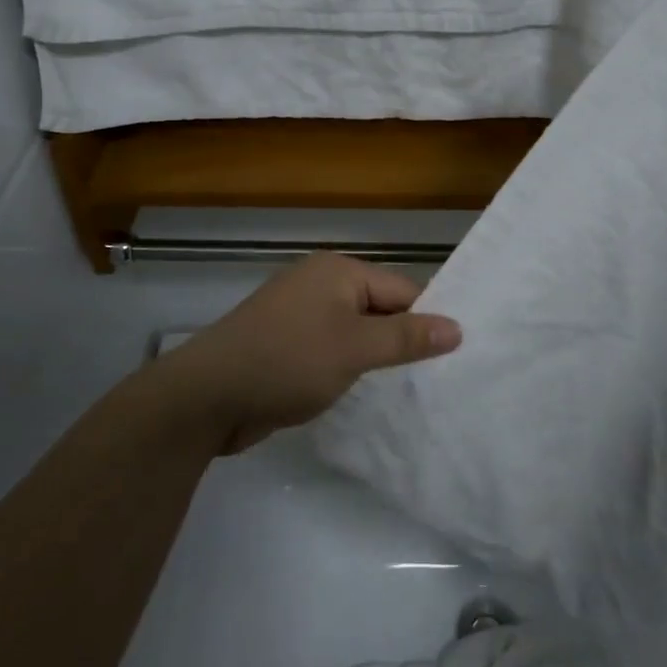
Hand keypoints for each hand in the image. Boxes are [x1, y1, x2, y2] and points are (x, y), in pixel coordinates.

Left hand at [154, 252, 461, 453]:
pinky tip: (365, 395)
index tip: (454, 359)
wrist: (208, 395)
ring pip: (355, 332)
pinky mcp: (285, 344)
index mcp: (338, 271)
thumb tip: (457, 327)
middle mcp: (320, 284)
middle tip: (439, 381)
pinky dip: (348, 368)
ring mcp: (300, 314)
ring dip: (375, 359)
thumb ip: (406, 338)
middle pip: (379, 308)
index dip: (427, 322)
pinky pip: (331, 349)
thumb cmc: (288, 361)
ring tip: (410, 392)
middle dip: (402, 342)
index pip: (402, 290)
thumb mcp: (355, 348)